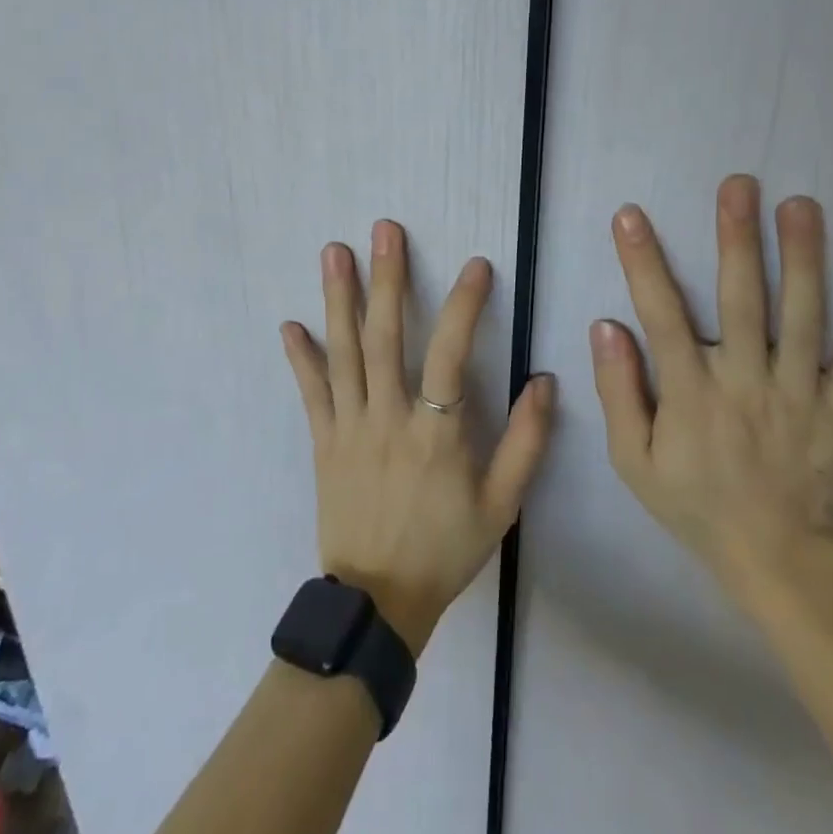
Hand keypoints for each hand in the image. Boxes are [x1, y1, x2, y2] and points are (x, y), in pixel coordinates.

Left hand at [281, 221, 555, 655]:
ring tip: (334, 252)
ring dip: (339, 299)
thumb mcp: (501, 505)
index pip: (451, 354)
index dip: (465, 306)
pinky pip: (310, 393)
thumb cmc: (445, 548)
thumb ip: (526, 443)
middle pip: (385, 337)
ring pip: (344, 353)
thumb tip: (544, 382)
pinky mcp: (323, 442)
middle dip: (387, 279)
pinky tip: (289, 324)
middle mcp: (388, 418)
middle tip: (384, 230)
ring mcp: (349, 427)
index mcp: (436, 433)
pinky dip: (300, 358)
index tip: (476, 265)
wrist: (378, 602)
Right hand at [590, 175, 832, 604]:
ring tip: (801, 206)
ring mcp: (801, 396)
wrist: (780, 561)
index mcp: (692, 395)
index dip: (643, 263)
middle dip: (737, 239)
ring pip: (803, 318)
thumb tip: (606, 326)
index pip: (662, 317)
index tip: (631, 215)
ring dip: (803, 259)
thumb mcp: (634, 462)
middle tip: (739, 185)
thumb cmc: (697, 503)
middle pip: (741, 302)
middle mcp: (746, 384)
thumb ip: (618, 393)